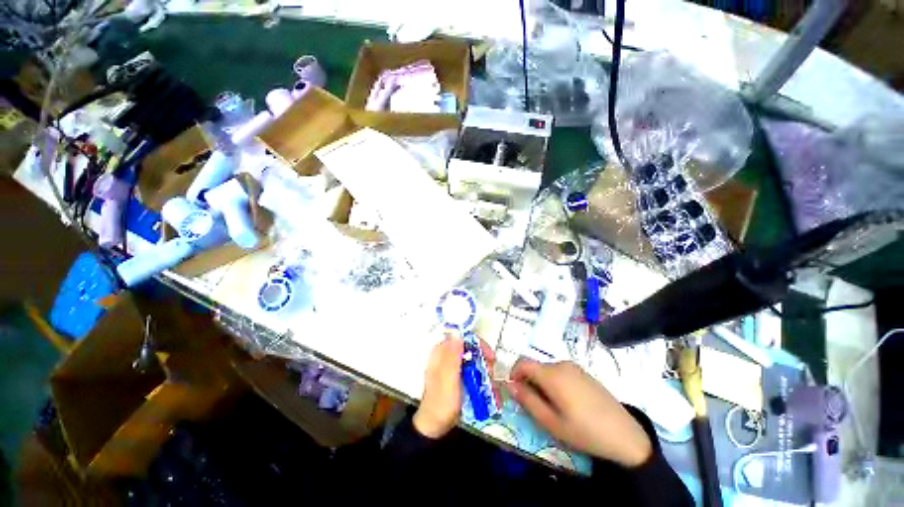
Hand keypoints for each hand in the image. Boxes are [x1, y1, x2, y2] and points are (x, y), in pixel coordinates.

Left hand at [414, 334, 496, 438]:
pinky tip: (486, 389)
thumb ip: (452, 357)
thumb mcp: (447, 379)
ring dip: (484, 371)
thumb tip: (457, 333)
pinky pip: (472, 371)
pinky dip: (480, 378)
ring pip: (473, 360)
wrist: (435, 427)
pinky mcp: (457, 378)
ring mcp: (452, 367)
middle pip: (470, 349)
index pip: (462, 338)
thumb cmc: (441, 403)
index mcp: (441, 353)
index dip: (478, 345)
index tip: (490, 357)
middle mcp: (447, 356)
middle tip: (490, 374)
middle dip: (483, 360)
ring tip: (490, 386)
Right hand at [507, 358, 652, 467]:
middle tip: (534, 406)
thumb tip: (510, 385)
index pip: (523, 363)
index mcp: (552, 374)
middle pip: (535, 367)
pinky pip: (561, 372)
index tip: (515, 391)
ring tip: (552, 407)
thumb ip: (528, 401)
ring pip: (548, 370)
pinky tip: (567, 403)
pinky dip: (555, 383)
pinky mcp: (584, 373)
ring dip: (542, 383)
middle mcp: (562, 364)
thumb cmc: (585, 431)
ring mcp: (575, 367)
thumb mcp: (551, 422)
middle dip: (528, 382)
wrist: (626, 435)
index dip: (514, 374)